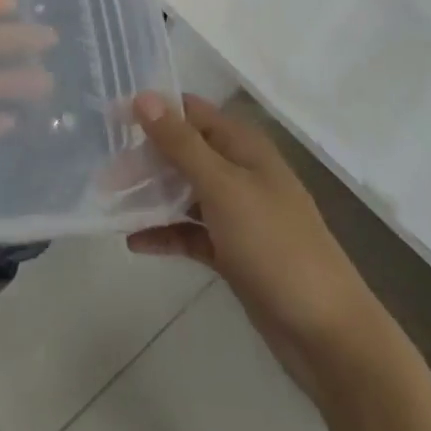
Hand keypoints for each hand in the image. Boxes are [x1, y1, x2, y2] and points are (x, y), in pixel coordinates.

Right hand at [128, 93, 385, 393]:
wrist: (328, 334)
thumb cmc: (275, 246)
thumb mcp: (223, 187)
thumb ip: (180, 143)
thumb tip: (142, 96)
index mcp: (243, 146)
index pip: (190, 111)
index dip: (152, 110)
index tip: (109, 118)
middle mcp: (239, 171)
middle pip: (182, 151)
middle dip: (144, 157)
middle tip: (102, 171)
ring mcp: (236, 213)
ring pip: (183, 191)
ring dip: (150, 194)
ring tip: (108, 201)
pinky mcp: (232, 251)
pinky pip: (189, 231)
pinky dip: (164, 232)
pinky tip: (133, 241)